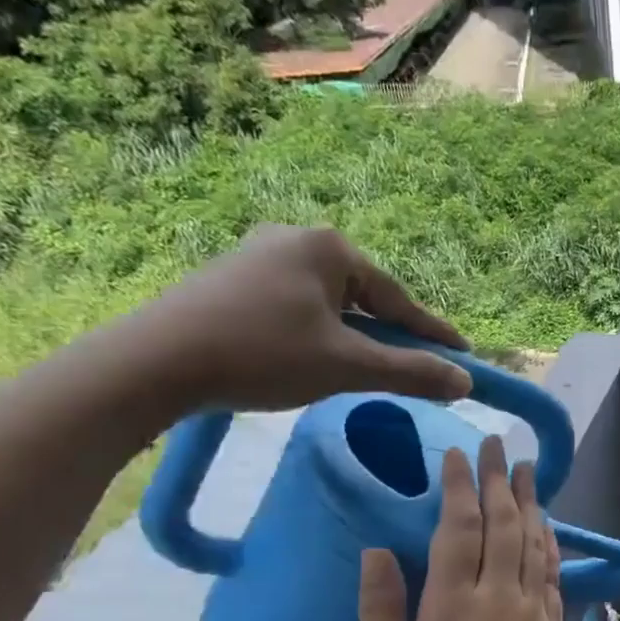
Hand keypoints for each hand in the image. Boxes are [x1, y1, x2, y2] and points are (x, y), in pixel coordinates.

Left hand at [124, 224, 471, 412]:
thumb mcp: (347, 367)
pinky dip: (319, 333)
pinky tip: (315, 357)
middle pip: (364, 297)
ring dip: (354, 336)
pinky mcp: (231, 279)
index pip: (398, 299)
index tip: (464, 356)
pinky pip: (297, 306)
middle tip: (416, 366)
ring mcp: (258, 255)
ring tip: (367, 367)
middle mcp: (295, 238)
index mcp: (329, 247)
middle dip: (391, 334)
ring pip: (329, 303)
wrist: (154, 363)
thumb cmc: (263, 355)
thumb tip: (465, 382)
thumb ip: (411, 372)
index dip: (433, 333)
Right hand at [359, 436, 569, 620]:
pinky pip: (551, 572)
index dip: (459, 486)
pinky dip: (548, 541)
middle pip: (503, 524)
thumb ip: (380, 616)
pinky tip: (546, 525)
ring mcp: (533, 612)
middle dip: (498, 479)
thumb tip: (376, 553)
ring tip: (526, 469)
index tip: (458, 453)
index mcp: (453, 607)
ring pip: (533, 541)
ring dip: (529, 501)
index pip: (459, 528)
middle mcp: (499, 597)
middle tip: (496, 443)